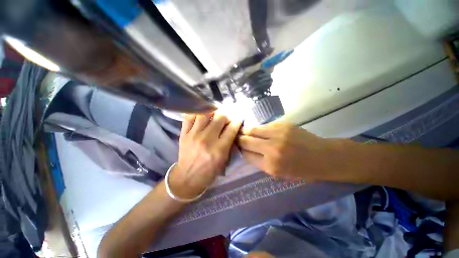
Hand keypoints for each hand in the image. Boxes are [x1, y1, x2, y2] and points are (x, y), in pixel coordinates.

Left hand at [169, 113, 241, 198]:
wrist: (188, 177)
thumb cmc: (209, 171)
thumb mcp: (224, 160)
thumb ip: (229, 143)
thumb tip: (232, 126)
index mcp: (219, 149)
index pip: (231, 128)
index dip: (237, 120)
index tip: (238, 117)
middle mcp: (206, 140)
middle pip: (220, 118)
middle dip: (227, 114)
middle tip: (227, 116)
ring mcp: (193, 135)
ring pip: (205, 114)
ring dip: (213, 111)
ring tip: (215, 113)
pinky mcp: (184, 134)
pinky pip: (189, 117)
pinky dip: (197, 114)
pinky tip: (201, 115)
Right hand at [238, 121, 346, 181]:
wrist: (323, 156)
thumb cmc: (300, 170)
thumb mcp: (277, 173)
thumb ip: (260, 162)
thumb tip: (246, 151)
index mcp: (270, 165)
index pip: (246, 155)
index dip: (240, 151)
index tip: (238, 148)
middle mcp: (272, 149)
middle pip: (246, 140)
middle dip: (239, 139)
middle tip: (236, 138)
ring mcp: (277, 134)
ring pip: (252, 130)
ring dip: (246, 131)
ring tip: (244, 132)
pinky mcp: (283, 124)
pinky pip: (264, 126)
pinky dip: (259, 128)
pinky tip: (259, 130)